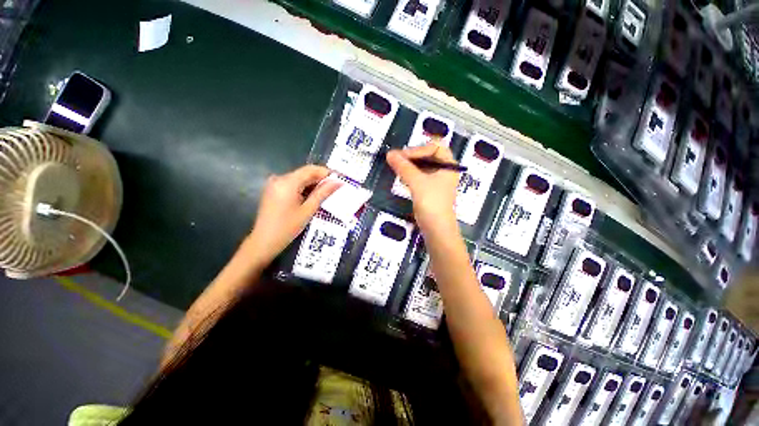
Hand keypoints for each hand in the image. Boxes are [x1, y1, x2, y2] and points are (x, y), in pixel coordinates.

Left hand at [246, 165, 340, 265]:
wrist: (264, 242)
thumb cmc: (287, 228)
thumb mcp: (308, 210)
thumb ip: (323, 193)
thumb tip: (338, 182)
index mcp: (287, 182)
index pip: (311, 169)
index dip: (327, 172)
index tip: (340, 179)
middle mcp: (279, 178)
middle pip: (305, 173)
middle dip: (321, 179)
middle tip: (336, 188)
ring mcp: (274, 184)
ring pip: (299, 179)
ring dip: (313, 184)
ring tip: (327, 194)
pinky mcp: (273, 190)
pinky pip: (292, 184)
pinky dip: (304, 188)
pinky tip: (312, 197)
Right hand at [386, 143, 459, 232]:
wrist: (437, 229)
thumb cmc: (431, 203)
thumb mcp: (417, 182)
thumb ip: (403, 167)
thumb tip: (389, 153)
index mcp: (449, 165)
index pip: (435, 147)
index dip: (419, 149)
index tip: (403, 156)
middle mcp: (445, 171)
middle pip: (429, 155)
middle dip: (413, 156)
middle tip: (397, 159)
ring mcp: (438, 182)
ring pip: (424, 166)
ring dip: (410, 165)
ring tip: (397, 167)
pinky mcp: (431, 191)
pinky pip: (421, 177)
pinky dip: (411, 174)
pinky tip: (402, 176)